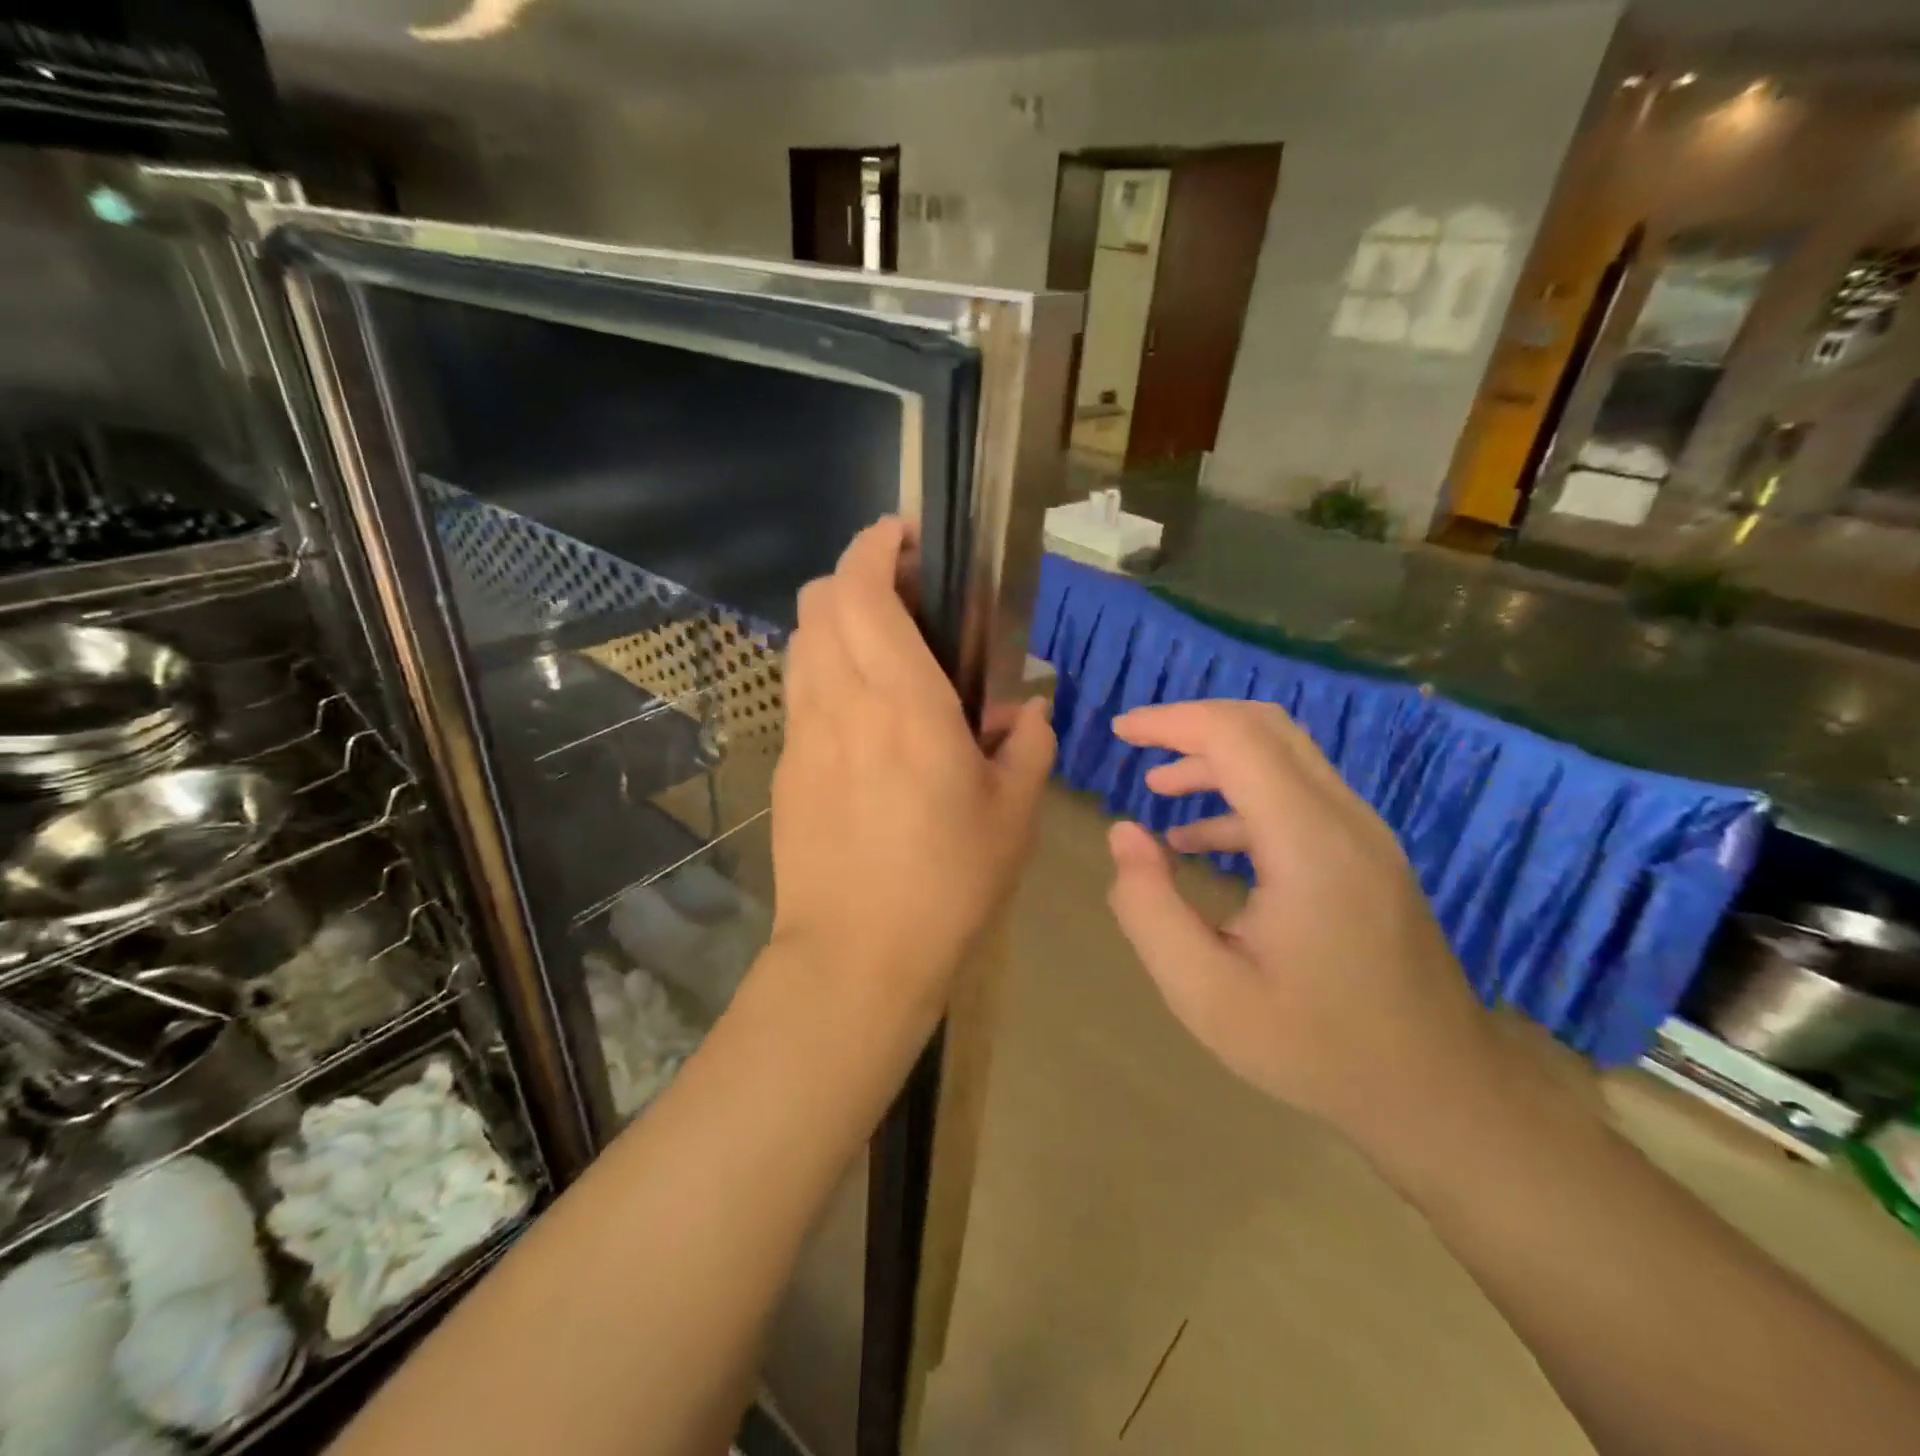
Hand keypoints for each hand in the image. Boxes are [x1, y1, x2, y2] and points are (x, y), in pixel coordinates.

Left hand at [769, 518, 1054, 1029]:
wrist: (856, 955)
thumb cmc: (947, 883)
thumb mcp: (1014, 814)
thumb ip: (1029, 745)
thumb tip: (1027, 712)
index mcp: (903, 703)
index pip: (863, 589)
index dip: (876, 545)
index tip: (906, 537)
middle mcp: (841, 702)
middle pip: (819, 600)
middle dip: (856, 576)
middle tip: (907, 599)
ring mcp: (803, 734)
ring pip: (802, 641)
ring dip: (837, 623)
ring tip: (884, 653)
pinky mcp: (786, 767)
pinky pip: (801, 692)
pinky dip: (826, 672)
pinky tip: (864, 717)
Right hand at [1106, 700, 1499, 1145]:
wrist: (1439, 1093)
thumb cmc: (1317, 1048)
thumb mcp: (1206, 994)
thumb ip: (1149, 908)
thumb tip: (1124, 833)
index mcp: (1307, 844)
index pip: (1236, 737)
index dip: (1172, 721)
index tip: (1120, 730)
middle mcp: (1344, 820)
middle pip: (1265, 728)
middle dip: (1193, 724)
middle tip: (1136, 742)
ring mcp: (1364, 835)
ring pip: (1284, 756)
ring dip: (1216, 758)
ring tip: (1158, 787)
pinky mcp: (1367, 856)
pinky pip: (1298, 795)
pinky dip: (1242, 796)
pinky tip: (1199, 841)